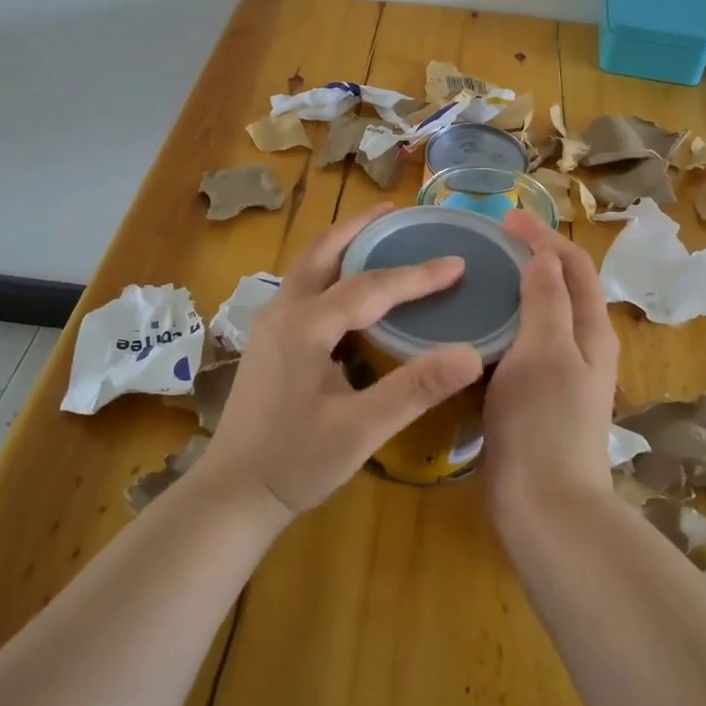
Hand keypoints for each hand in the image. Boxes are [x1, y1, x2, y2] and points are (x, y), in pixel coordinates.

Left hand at [190, 204, 484, 517]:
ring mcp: (271, 325)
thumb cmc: (295, 462)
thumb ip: (415, 388)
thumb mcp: (361, 429)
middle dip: (361, 227)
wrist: (233, 494)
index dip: (417, 274)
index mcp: (305, 326)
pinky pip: (305, 288)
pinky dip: (333, 271)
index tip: (457, 261)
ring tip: (379, 235)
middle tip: (398, 211)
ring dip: (344, 244)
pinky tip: (354, 289)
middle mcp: (283, 312)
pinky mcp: (269, 341)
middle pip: (324, 251)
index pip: (371, 287)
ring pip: (309, 267)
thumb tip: (472, 354)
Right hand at [483, 210, 620, 511]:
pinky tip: (472, 331)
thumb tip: (545, 256)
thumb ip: (547, 301)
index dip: (544, 237)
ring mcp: (559, 376)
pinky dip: (502, 328)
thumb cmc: (544, 422)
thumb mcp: (545, 352)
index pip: (574, 267)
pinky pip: (520, 348)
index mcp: (590, 332)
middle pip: (561, 288)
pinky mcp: (535, 399)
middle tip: (490, 245)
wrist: (545, 505)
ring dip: (516, 292)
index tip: (506, 219)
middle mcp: (581, 349)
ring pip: (539, 319)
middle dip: (532, 259)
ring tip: (478, 279)